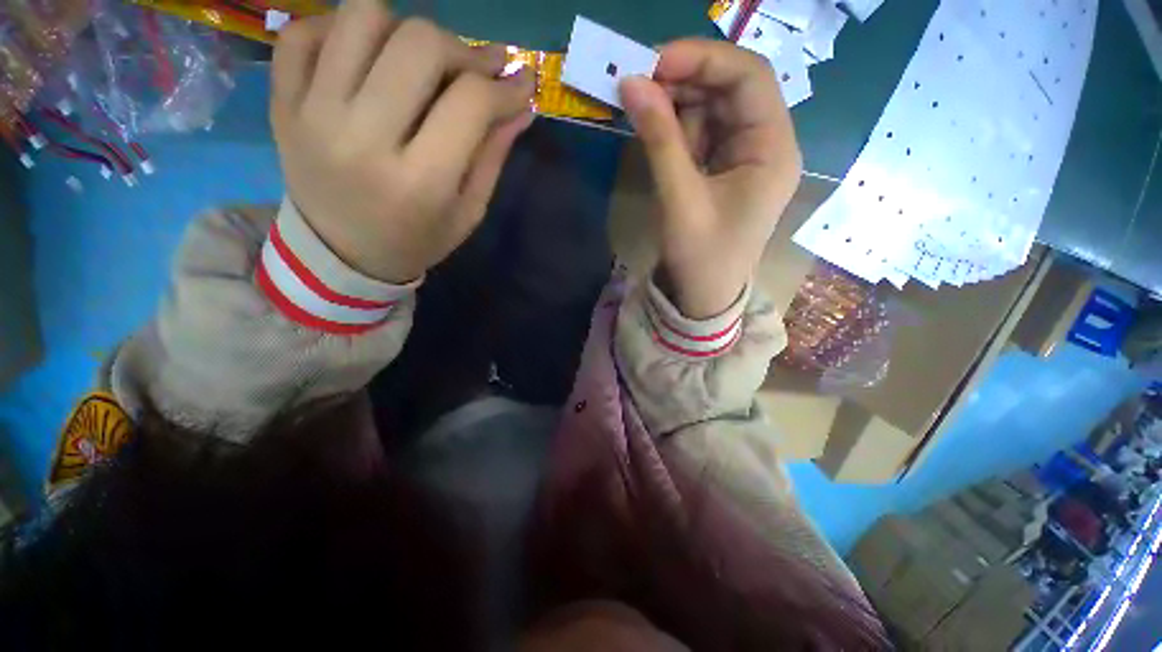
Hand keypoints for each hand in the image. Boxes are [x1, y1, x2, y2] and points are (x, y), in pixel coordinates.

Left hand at [270, 0, 534, 282]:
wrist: (342, 254)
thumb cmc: (416, 239)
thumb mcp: (468, 212)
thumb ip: (493, 155)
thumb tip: (522, 102)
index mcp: (420, 182)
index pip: (470, 102)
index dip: (504, 87)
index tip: (519, 85)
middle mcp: (361, 138)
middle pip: (419, 43)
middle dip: (460, 51)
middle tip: (470, 74)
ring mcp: (311, 113)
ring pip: (362, 17)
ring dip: (403, 31)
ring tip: (416, 65)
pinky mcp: (282, 102)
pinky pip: (305, 32)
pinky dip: (343, 32)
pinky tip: (367, 62)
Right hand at [619, 40, 801, 318]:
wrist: (703, 297)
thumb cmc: (701, 257)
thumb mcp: (679, 199)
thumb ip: (658, 139)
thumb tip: (631, 82)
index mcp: (773, 150)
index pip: (750, 78)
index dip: (703, 60)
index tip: (654, 62)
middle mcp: (765, 144)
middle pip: (730, 90)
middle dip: (685, 81)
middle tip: (638, 84)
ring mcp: (743, 157)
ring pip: (713, 110)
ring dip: (676, 104)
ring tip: (641, 109)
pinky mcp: (722, 170)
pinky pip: (701, 135)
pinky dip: (676, 128)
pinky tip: (654, 130)